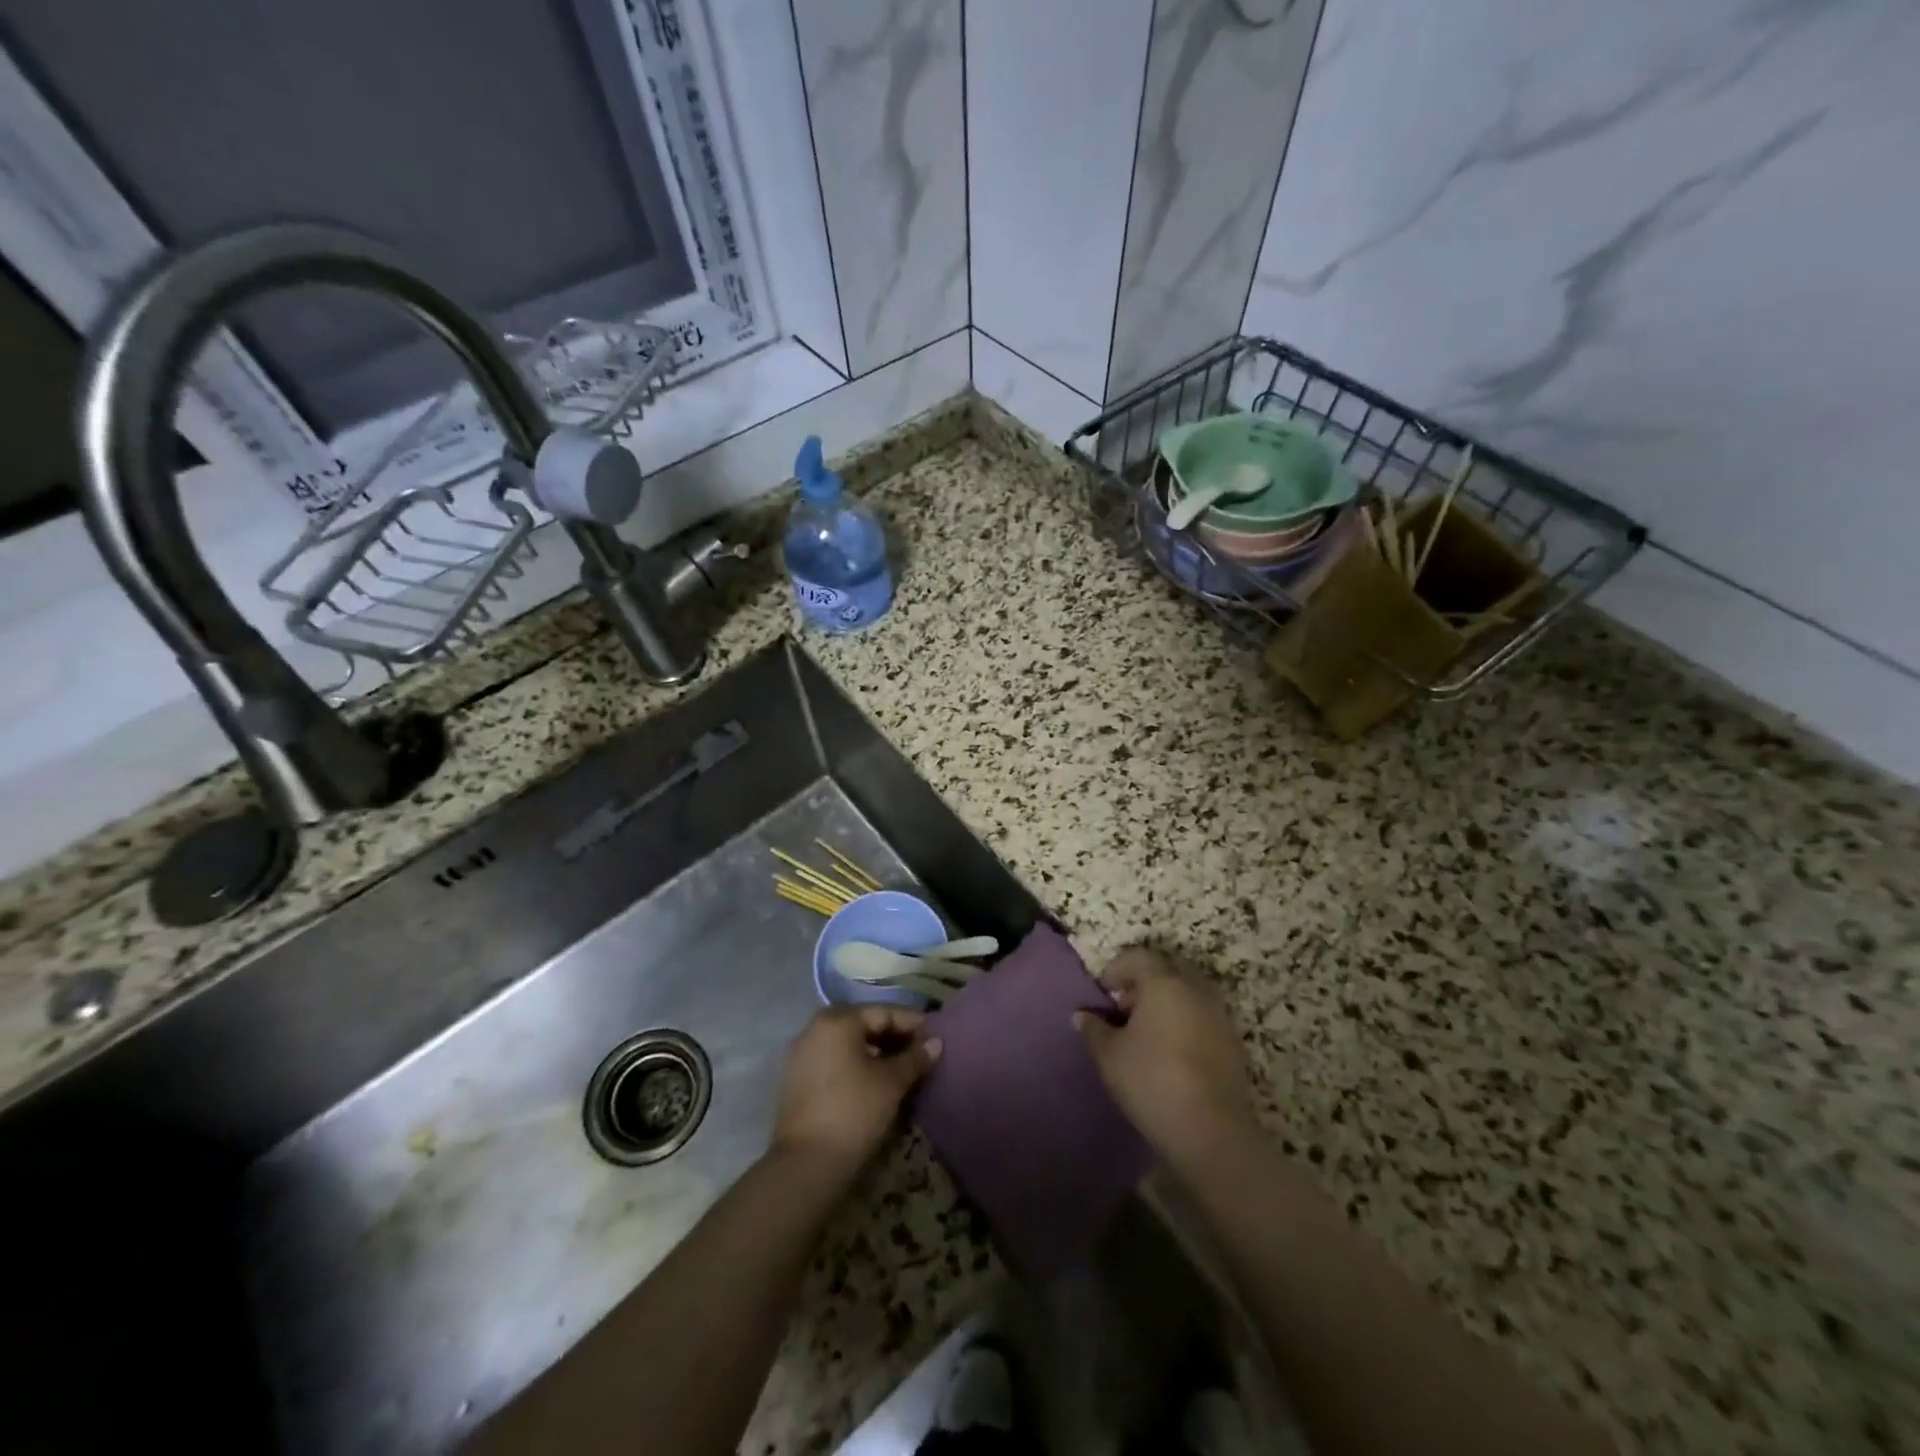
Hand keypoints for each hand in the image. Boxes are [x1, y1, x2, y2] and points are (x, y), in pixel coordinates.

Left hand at [772, 1005, 940, 1179]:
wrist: (806, 1164)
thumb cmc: (854, 1111)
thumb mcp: (892, 1083)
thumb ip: (914, 1058)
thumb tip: (935, 1043)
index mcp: (838, 1020)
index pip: (883, 1012)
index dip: (911, 1022)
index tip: (934, 1034)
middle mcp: (815, 1028)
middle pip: (862, 1024)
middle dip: (892, 1035)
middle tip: (918, 1050)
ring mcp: (801, 1054)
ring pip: (846, 1042)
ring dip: (874, 1050)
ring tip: (899, 1066)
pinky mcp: (796, 1079)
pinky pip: (832, 1059)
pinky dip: (854, 1063)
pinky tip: (872, 1080)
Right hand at [1074, 948, 1256, 1163]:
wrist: (1210, 1131)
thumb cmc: (1151, 1080)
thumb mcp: (1109, 1055)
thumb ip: (1094, 1029)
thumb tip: (1082, 1015)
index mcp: (1164, 983)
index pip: (1139, 958)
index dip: (1118, 969)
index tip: (1104, 991)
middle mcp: (1196, 991)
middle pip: (1167, 972)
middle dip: (1144, 985)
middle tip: (1124, 1010)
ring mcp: (1219, 1017)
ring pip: (1188, 996)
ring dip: (1166, 1005)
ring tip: (1146, 1035)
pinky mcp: (1233, 1045)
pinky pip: (1203, 1020)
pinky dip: (1185, 1025)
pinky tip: (1170, 1054)